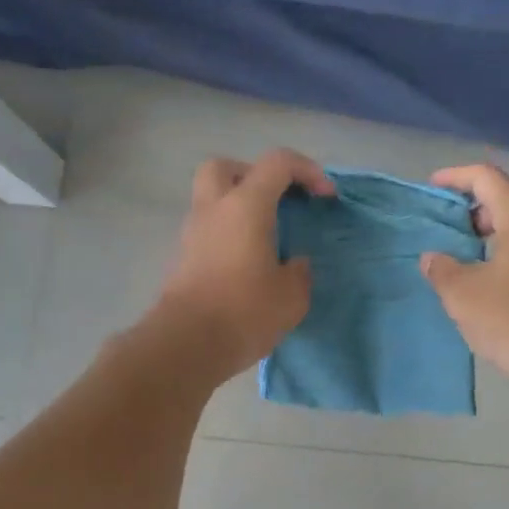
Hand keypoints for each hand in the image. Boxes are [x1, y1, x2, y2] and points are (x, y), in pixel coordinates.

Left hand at [154, 149, 335, 379]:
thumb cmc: (245, 312)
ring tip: (266, 238)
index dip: (307, 171)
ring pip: (212, 199)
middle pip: (227, 167)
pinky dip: (229, 234)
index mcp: (246, 205)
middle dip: (255, 175)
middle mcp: (214, 209)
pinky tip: (248, 264)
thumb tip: (294, 263)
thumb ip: (299, 272)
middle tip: (277, 202)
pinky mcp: (183, 259)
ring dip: (239, 207)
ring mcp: (193, 233)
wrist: (186, 345)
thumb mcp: (292, 296)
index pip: (278, 162)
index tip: (325, 198)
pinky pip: (209, 230)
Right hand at [420, 164, 508, 394]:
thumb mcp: (464, 295)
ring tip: (458, 258)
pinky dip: (503, 253)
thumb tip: (434, 258)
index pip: (487, 178)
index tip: (431, 188)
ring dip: (486, 235)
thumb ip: (441, 269)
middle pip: (505, 200)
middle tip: (442, 229)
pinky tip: (486, 282)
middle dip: (469, 209)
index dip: (455, 177)